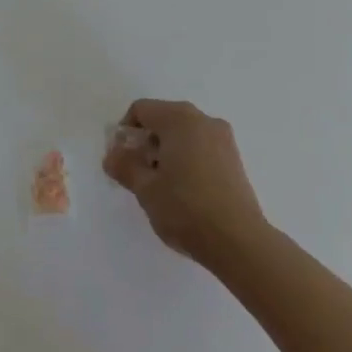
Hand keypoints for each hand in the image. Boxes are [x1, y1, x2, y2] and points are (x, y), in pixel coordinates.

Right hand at [103, 98, 268, 269]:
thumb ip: (125, 166)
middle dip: (146, 142)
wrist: (239, 242)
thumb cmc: (186, 209)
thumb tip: (112, 155)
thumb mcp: (146, 189)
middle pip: (164, 119)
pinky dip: (187, 158)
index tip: (122, 160)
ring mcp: (223, 137)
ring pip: (184, 133)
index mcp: (179, 118)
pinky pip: (201, 146)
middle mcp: (202, 119)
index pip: (141, 110)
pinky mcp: (234, 158)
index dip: (125, 132)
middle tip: (139, 174)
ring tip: (162, 186)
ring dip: (167, 151)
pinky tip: (186, 191)